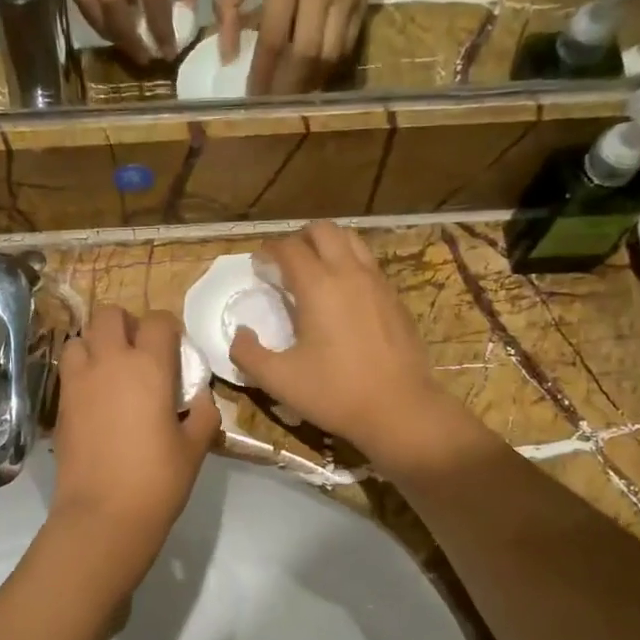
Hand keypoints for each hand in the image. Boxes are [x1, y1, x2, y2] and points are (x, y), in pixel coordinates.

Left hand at [49, 306, 218, 576]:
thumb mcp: (195, 447)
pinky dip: (81, 369)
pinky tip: (96, 395)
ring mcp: (79, 381)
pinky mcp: (60, 403)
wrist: (104, 514)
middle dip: (126, 323)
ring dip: (96, 343)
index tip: (174, 348)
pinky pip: (68, 368)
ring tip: (111, 368)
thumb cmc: (158, 480)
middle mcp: (110, 362)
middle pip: (110, 314)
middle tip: (139, 350)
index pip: (158, 321)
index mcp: (149, 366)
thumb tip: (201, 398)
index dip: (169, 328)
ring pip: (80, 337)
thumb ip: (204, 413)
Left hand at [215, 0, 374, 95]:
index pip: (273, 37)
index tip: (250, 98)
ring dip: (307, 83)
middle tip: (270, 106)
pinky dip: (327, 70)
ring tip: (291, 98)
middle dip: (285, 86)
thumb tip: (226, 52)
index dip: (261, 72)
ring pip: (327, 56)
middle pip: (304, 54)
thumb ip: (230, 1)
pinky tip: (313, 79)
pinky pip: (345, 49)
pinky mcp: (362, 4)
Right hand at [230, 224, 473, 471]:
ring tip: (315, 270)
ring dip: (328, 245)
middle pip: (323, 230)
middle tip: (285, 262)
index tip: (258, 265)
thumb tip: (239, 334)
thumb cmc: (335, 393)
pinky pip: (369, 264)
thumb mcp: (279, 380)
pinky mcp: (395, 298)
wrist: (400, 409)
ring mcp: (377, 282)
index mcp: (318, 286)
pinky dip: (350, 264)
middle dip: (299, 238)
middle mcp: (349, 273)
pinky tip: (343, 294)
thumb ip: (248, 354)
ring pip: (352, 240)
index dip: (268, 250)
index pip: (288, 248)